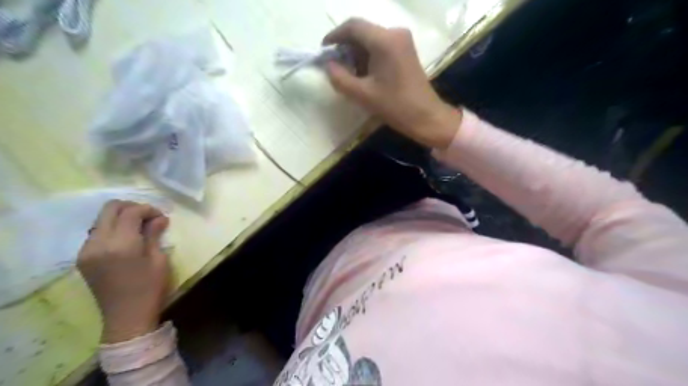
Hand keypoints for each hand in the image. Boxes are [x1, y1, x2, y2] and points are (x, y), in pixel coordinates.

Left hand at [75, 200, 168, 341]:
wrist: (126, 317)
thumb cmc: (150, 288)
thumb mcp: (159, 260)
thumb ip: (154, 235)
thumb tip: (159, 218)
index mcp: (120, 244)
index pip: (130, 212)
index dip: (148, 209)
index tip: (161, 217)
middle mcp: (98, 243)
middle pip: (110, 209)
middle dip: (132, 207)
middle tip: (149, 218)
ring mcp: (86, 250)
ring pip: (101, 219)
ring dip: (121, 217)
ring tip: (139, 228)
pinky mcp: (83, 258)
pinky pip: (97, 232)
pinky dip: (112, 228)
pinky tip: (126, 239)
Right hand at [322, 16, 461, 149]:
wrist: (426, 116)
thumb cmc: (395, 106)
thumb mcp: (362, 94)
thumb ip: (340, 78)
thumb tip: (329, 65)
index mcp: (384, 41)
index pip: (353, 27)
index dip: (334, 36)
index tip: (323, 51)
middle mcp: (395, 33)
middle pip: (362, 31)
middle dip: (345, 47)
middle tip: (334, 66)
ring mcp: (402, 40)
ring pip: (371, 39)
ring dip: (357, 53)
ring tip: (348, 74)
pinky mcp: (406, 50)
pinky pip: (381, 46)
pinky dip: (368, 56)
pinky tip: (363, 74)